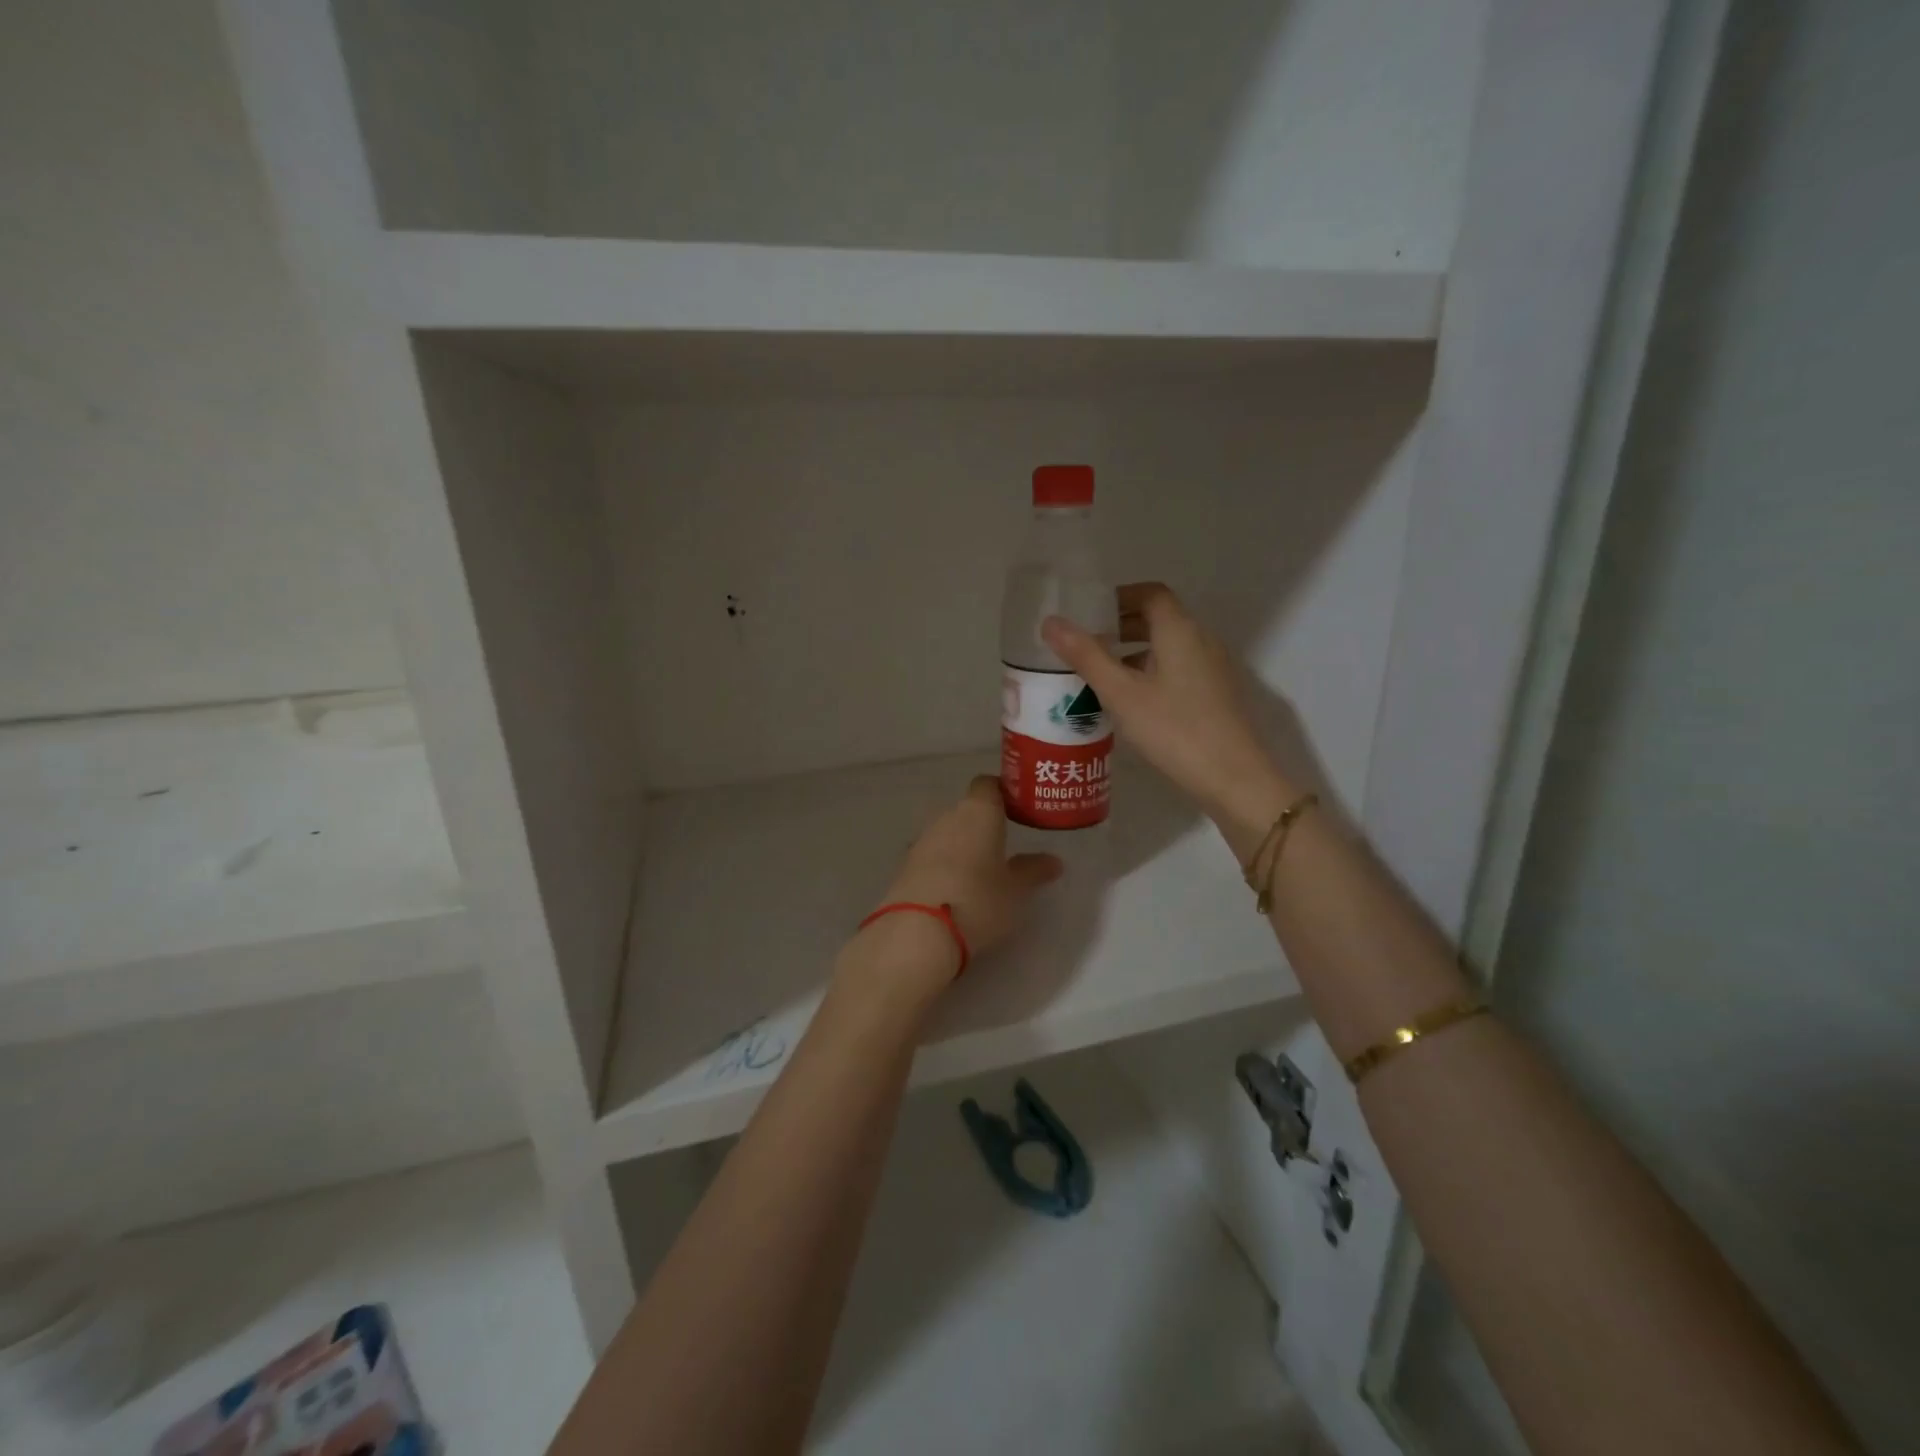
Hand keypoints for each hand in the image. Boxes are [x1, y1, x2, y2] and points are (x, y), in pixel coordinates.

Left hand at [878, 776, 1062, 972]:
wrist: (918, 931)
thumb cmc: (979, 900)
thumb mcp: (1016, 890)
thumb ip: (1033, 871)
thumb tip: (1053, 861)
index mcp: (978, 811)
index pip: (988, 784)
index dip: (1002, 793)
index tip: (1017, 810)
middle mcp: (947, 817)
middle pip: (966, 810)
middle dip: (983, 825)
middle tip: (1003, 847)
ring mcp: (922, 840)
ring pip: (947, 833)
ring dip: (962, 846)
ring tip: (980, 873)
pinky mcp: (905, 865)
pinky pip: (932, 856)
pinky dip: (944, 866)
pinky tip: (955, 890)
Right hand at [1042, 583, 1290, 836]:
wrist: (1234, 779)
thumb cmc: (1174, 730)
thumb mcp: (1121, 693)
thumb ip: (1086, 656)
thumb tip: (1051, 622)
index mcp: (1180, 631)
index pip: (1150, 594)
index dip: (1119, 597)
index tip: (1089, 615)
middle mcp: (1201, 641)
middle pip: (1160, 619)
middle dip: (1122, 626)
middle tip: (1087, 645)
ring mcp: (1212, 669)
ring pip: (1168, 647)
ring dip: (1135, 653)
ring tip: (1101, 676)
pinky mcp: (1216, 695)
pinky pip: (1178, 669)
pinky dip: (1151, 673)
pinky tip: (1131, 703)